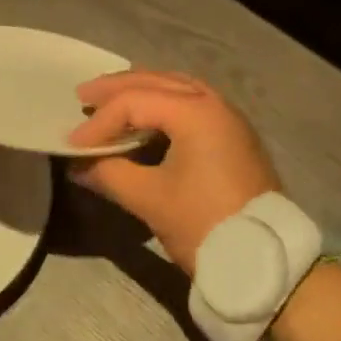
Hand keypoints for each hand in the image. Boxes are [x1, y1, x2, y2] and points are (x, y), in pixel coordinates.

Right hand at [67, 71, 281, 274]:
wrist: (266, 260)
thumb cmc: (205, 224)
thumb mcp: (151, 200)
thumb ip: (110, 175)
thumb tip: (78, 166)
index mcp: (195, 111)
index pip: (134, 102)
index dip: (100, 121)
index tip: (73, 145)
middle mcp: (213, 102)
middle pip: (156, 81)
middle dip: (117, 88)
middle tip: (83, 95)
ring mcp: (228, 116)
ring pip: (176, 88)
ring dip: (141, 92)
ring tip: (110, 101)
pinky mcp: (233, 134)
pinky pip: (190, 102)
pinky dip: (163, 104)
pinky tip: (146, 118)